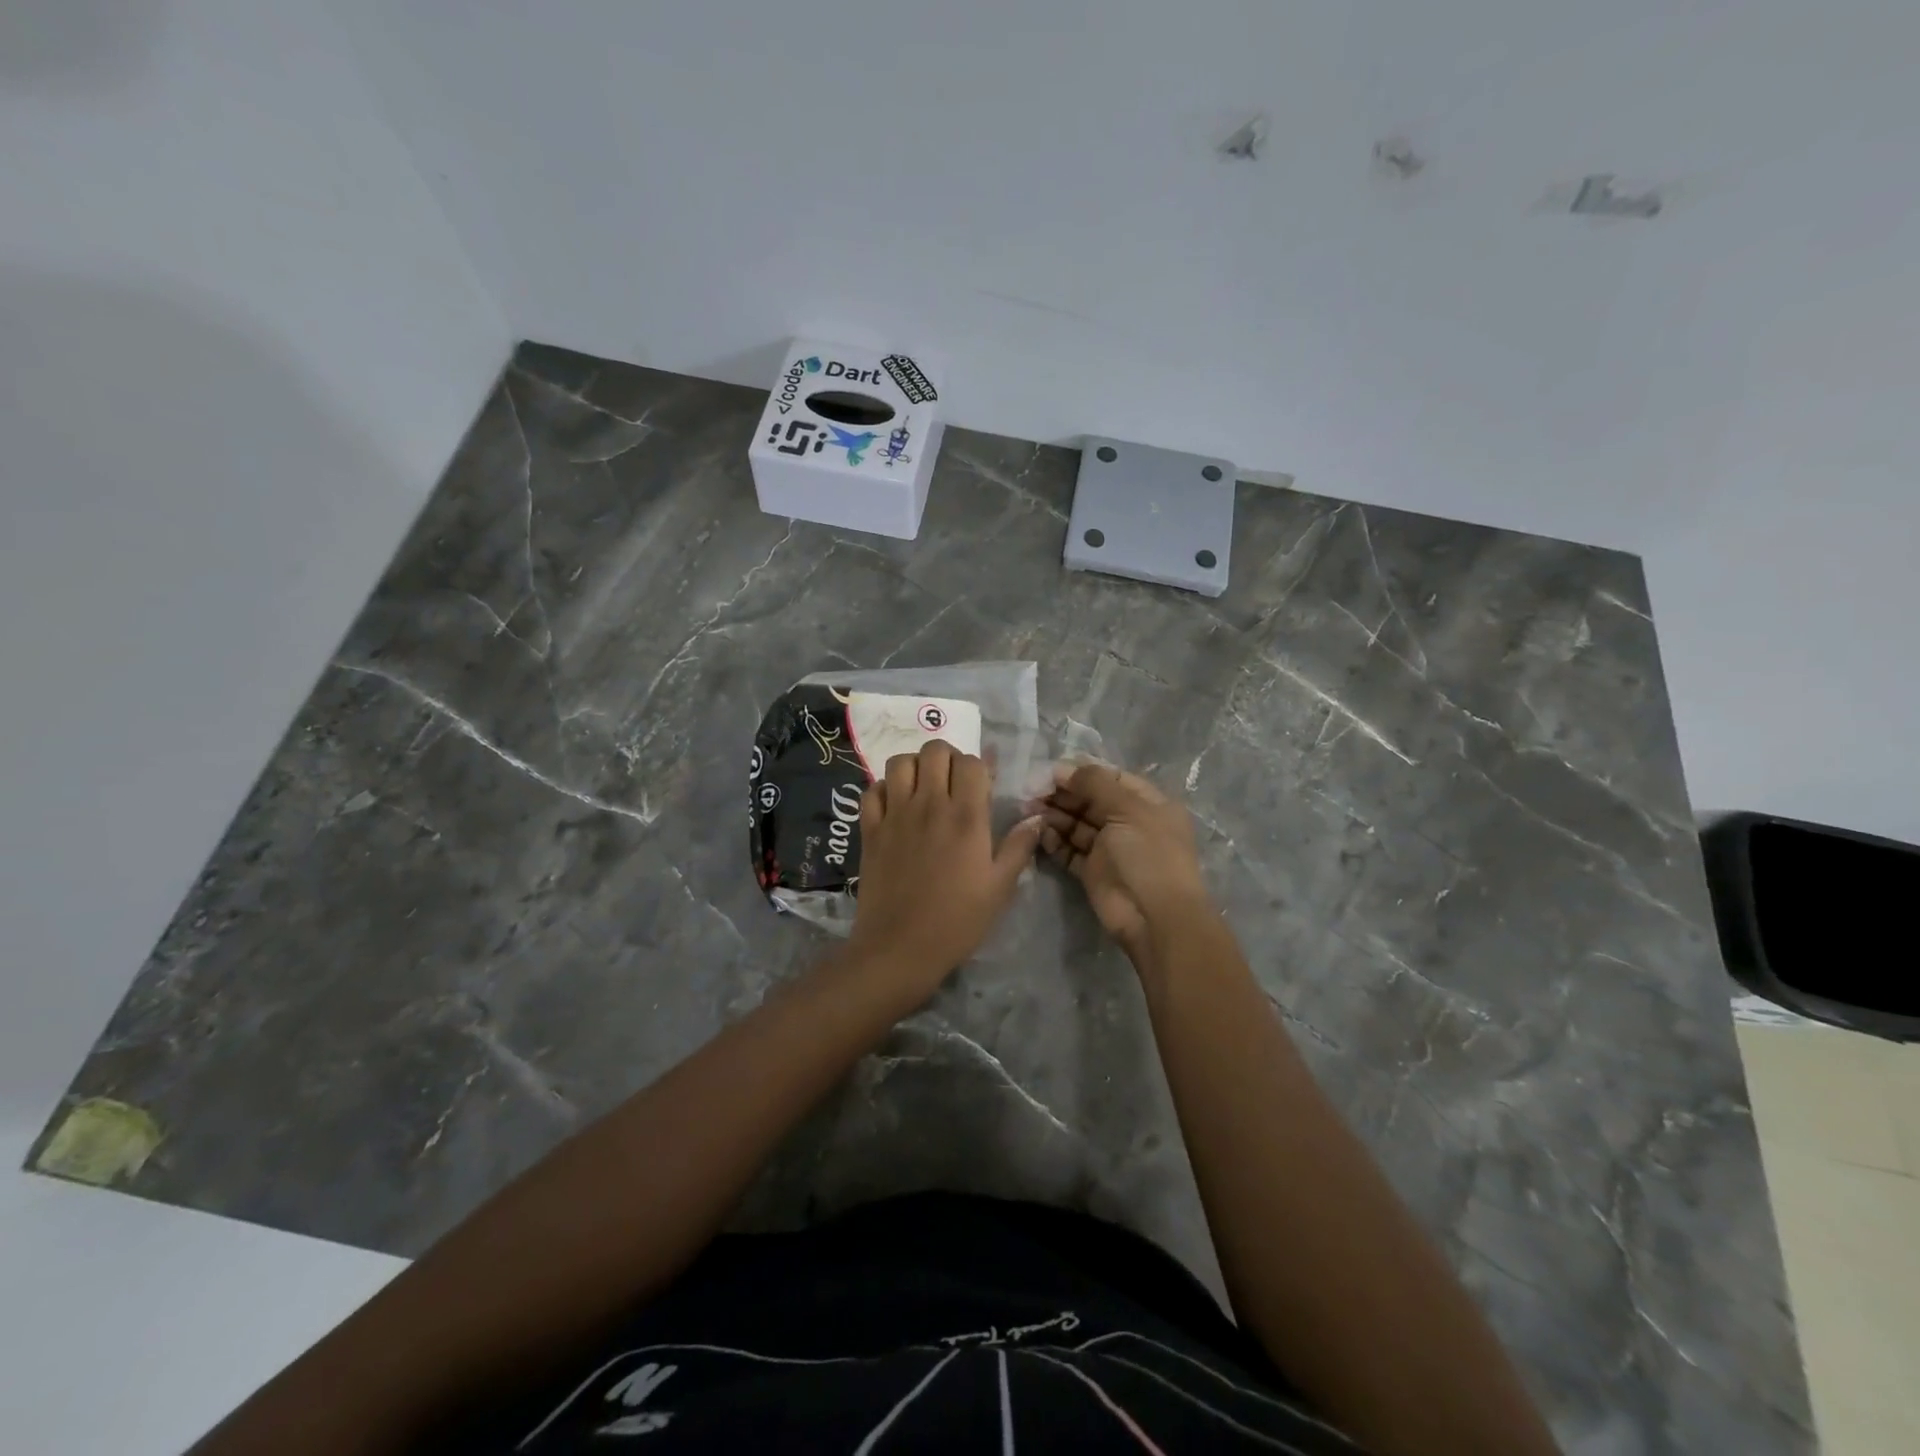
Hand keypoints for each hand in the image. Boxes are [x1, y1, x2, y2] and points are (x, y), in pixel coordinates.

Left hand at [847, 740, 1042, 994]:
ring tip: (923, 788)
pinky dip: (884, 790)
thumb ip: (1019, 847)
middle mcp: (929, 805)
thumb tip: (1037, 818)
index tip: (982, 788)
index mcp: (965, 816)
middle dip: (948, 758)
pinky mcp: (869, 829)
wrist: (900, 948)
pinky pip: (872, 790)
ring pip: (900, 762)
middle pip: (934, 750)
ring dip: (915, 767)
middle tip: (953, 784)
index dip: (980, 767)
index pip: (972, 762)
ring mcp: (895, 814)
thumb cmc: (957, 921)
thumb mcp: (1000, 888)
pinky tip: (895, 807)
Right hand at [1038, 762, 1210, 965]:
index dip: (1081, 773)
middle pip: (1091, 801)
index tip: (1050, 771)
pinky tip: (1040, 834)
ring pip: (1077, 825)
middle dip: (1063, 794)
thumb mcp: (1127, 809)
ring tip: (1030, 811)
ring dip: (1054, 816)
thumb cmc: (1148, 854)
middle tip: (1032, 791)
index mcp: (1148, 803)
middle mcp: (1130, 823)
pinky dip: (1055, 842)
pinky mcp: (1093, 872)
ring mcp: (1111, 849)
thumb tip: (1064, 768)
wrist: (1154, 916)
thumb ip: (1095, 783)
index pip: (1111, 779)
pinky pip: (1070, 850)